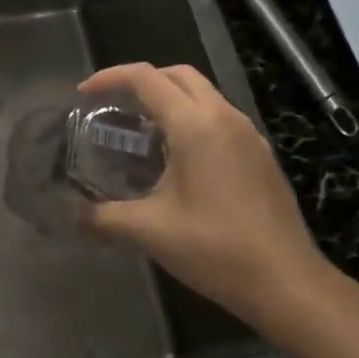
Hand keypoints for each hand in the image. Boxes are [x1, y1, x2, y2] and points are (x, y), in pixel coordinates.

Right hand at [79, 63, 334, 327]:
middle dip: (141, 81)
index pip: (145, 78)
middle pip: (177, 75)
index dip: (109, 78)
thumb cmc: (215, 249)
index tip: (84, 95)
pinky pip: (219, 117)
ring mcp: (248, 133)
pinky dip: (191, 118)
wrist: (287, 282)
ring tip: (140, 130)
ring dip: (168, 98)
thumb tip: (71, 215)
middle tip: (112, 106)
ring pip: (202, 94)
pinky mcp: (260, 154)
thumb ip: (102, 218)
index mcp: (195, 124)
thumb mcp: (149, 231)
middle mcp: (224, 116)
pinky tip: (177, 157)